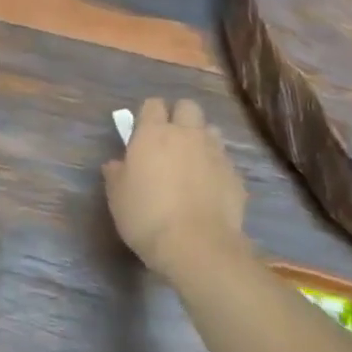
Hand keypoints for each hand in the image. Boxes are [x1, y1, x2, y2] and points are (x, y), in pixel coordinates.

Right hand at [103, 98, 248, 278]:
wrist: (197, 246)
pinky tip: (208, 189)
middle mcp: (187, 134)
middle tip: (169, 141)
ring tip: (192, 163)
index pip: (153, 104)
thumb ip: (116, 173)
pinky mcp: (235, 175)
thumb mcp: (117, 197)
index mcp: (153, 134)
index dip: (148, 115)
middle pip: (187, 107)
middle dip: (179, 117)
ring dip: (201, 139)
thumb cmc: (146, 216)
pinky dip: (216, 168)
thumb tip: (116, 164)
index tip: (142, 132)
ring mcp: (215, 153)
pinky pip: (224, 160)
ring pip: (210, 130)